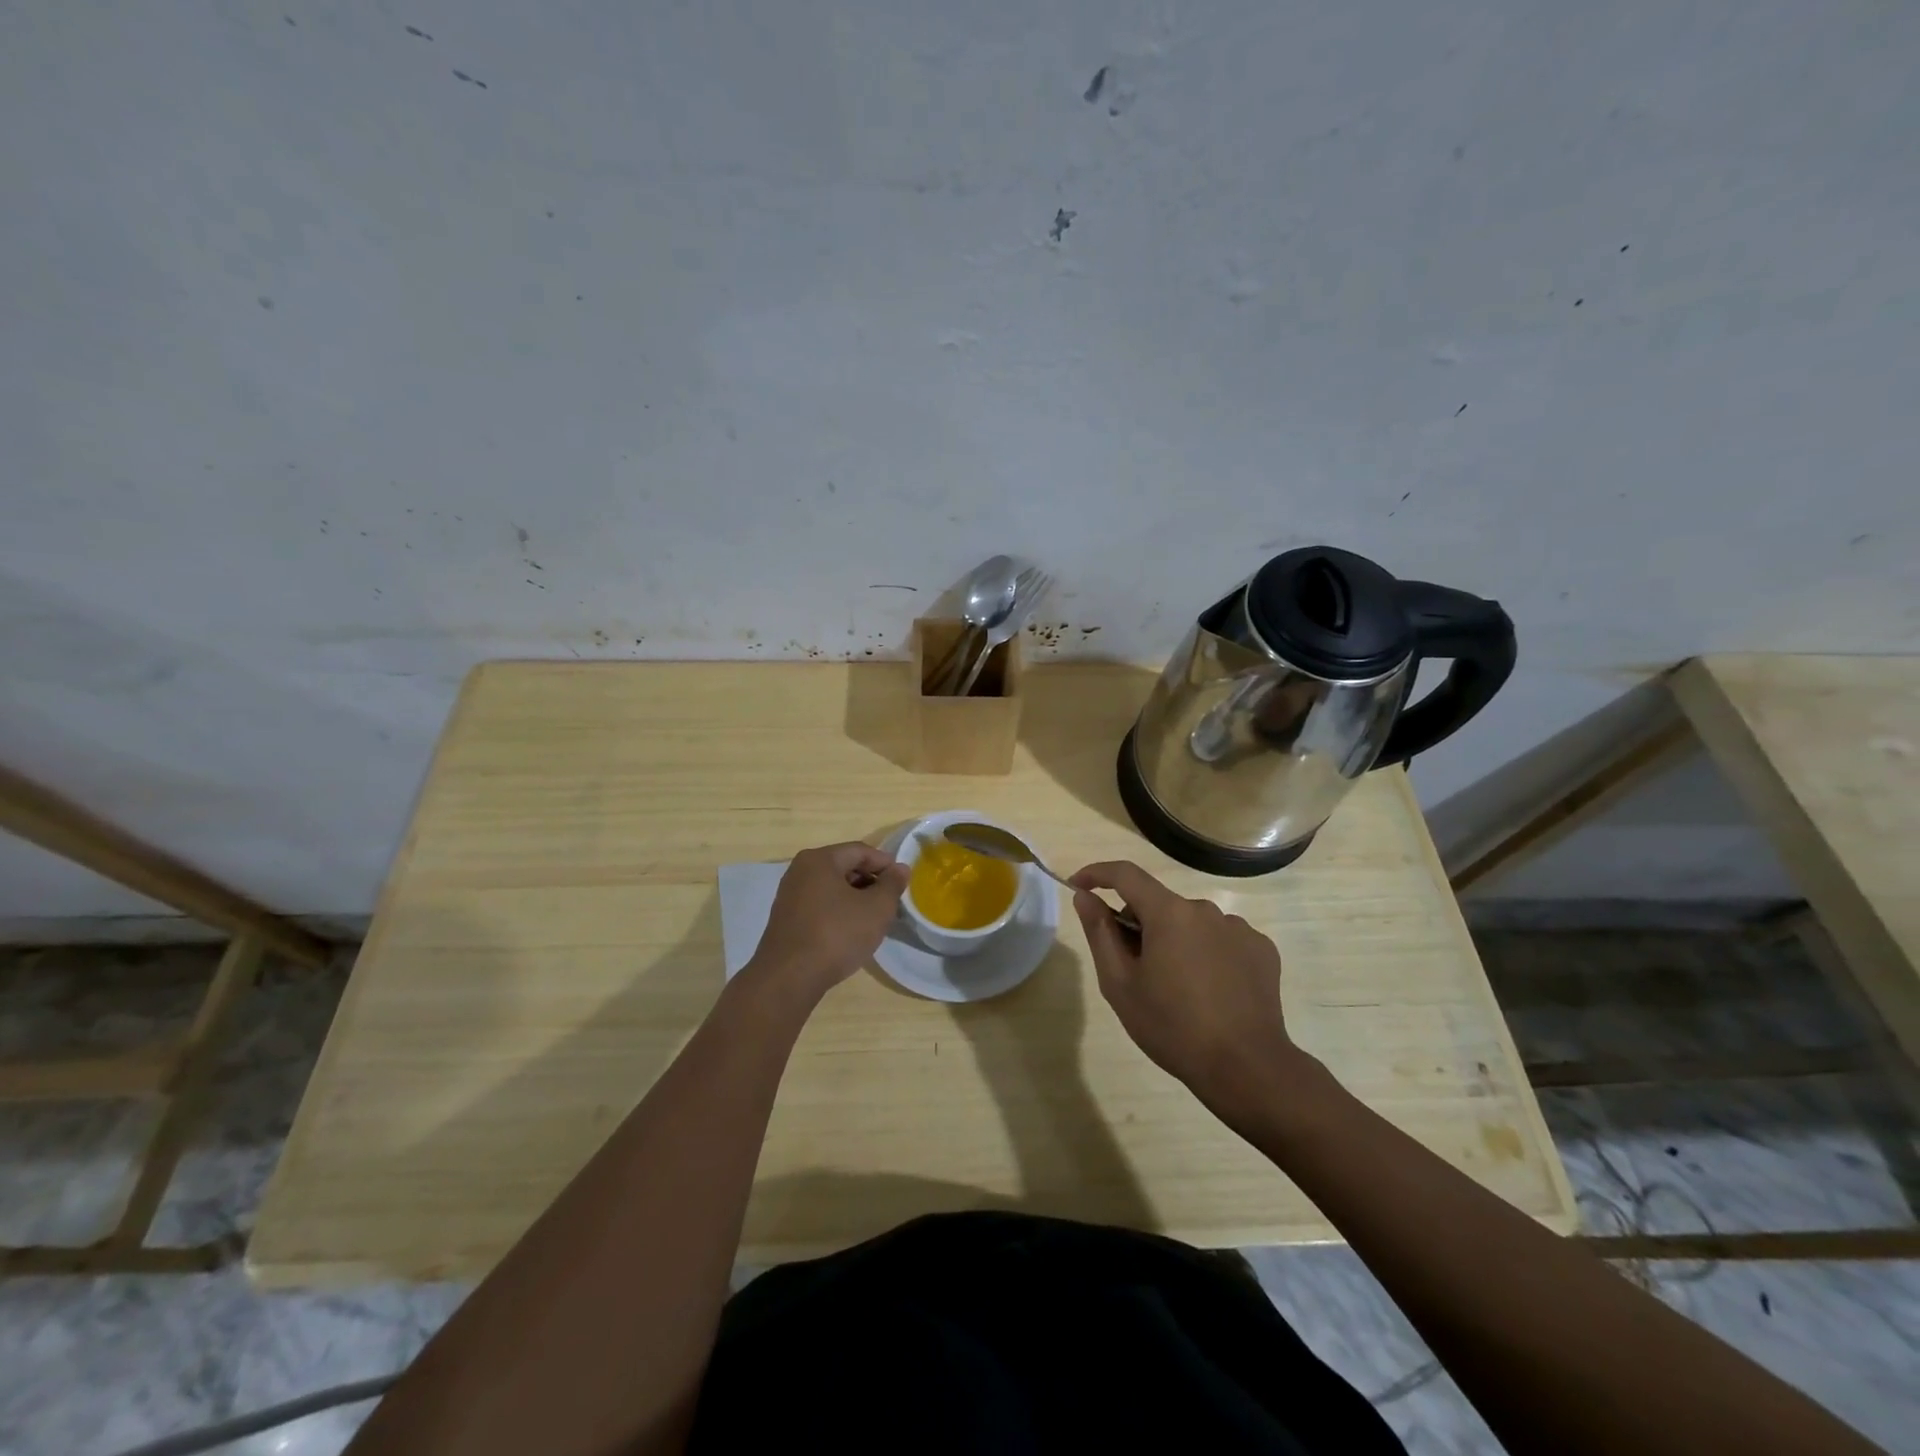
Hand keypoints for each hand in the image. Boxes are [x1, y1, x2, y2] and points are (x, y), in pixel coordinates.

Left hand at [746, 842, 909, 1005]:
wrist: (789, 977)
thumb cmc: (837, 934)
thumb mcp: (876, 908)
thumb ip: (892, 884)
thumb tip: (900, 868)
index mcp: (820, 859)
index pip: (860, 851)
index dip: (885, 863)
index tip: (902, 881)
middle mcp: (800, 870)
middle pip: (844, 866)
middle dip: (870, 881)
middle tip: (889, 901)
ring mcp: (789, 894)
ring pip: (831, 887)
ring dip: (854, 897)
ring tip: (873, 918)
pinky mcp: (785, 918)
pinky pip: (819, 904)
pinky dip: (837, 910)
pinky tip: (849, 931)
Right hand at [1069, 860, 1301, 1114]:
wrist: (1246, 1068)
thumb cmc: (1172, 1027)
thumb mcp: (1120, 984)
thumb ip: (1100, 933)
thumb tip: (1085, 896)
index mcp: (1169, 913)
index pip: (1125, 874)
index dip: (1097, 874)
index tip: (1079, 885)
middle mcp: (1205, 909)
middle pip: (1159, 904)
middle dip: (1139, 925)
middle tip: (1133, 969)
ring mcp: (1239, 928)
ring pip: (1191, 923)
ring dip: (1175, 941)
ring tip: (1177, 988)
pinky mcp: (1261, 949)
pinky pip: (1221, 939)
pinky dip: (1207, 954)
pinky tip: (1211, 991)